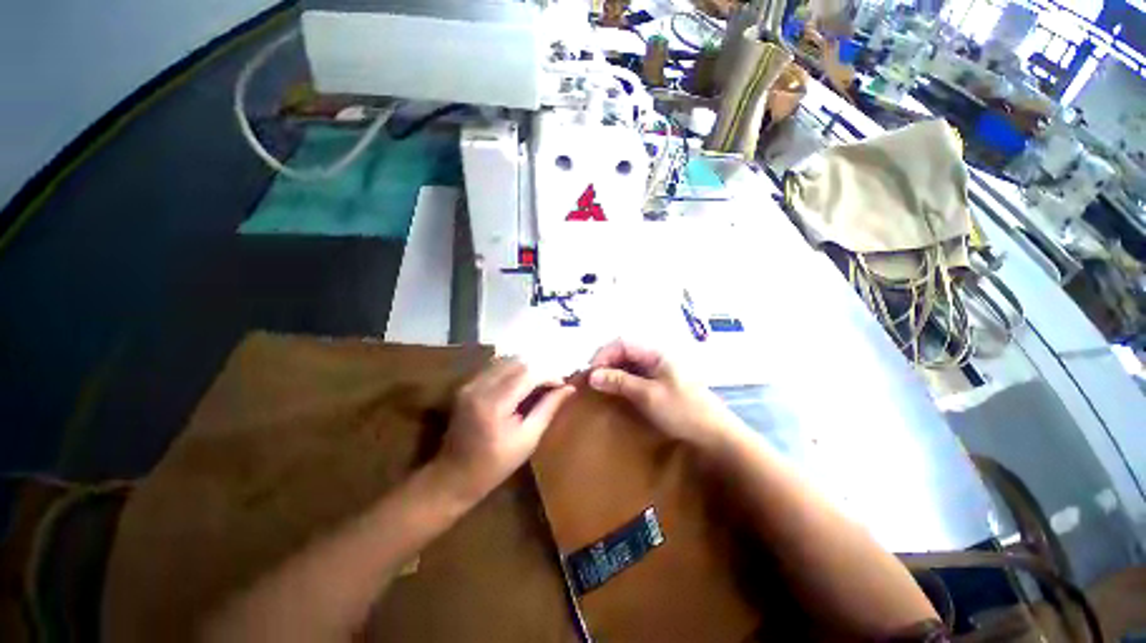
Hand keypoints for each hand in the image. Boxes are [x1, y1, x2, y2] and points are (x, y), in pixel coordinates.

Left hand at [437, 358, 574, 502]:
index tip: (563, 385)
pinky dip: (512, 371)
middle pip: (517, 362)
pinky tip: (520, 386)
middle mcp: (480, 387)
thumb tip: (569, 388)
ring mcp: (470, 384)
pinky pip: (495, 367)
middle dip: (539, 369)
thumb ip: (548, 408)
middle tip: (552, 385)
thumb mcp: (528, 440)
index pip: (528, 374)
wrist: (453, 476)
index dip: (550, 375)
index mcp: (494, 404)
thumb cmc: (495, 465)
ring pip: (506, 360)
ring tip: (538, 385)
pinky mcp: (466, 385)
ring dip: (526, 368)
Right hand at [588, 340, 747, 453]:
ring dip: (613, 371)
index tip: (591, 372)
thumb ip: (620, 382)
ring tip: (601, 386)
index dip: (604, 354)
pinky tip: (617, 390)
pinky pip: (636, 374)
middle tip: (593, 381)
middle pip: (625, 351)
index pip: (623, 343)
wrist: (715, 434)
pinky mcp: (661, 381)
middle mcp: (657, 356)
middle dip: (606, 362)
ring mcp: (660, 369)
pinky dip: (623, 379)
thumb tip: (592, 375)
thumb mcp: (648, 396)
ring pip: (630, 362)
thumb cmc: (683, 411)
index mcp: (656, 353)